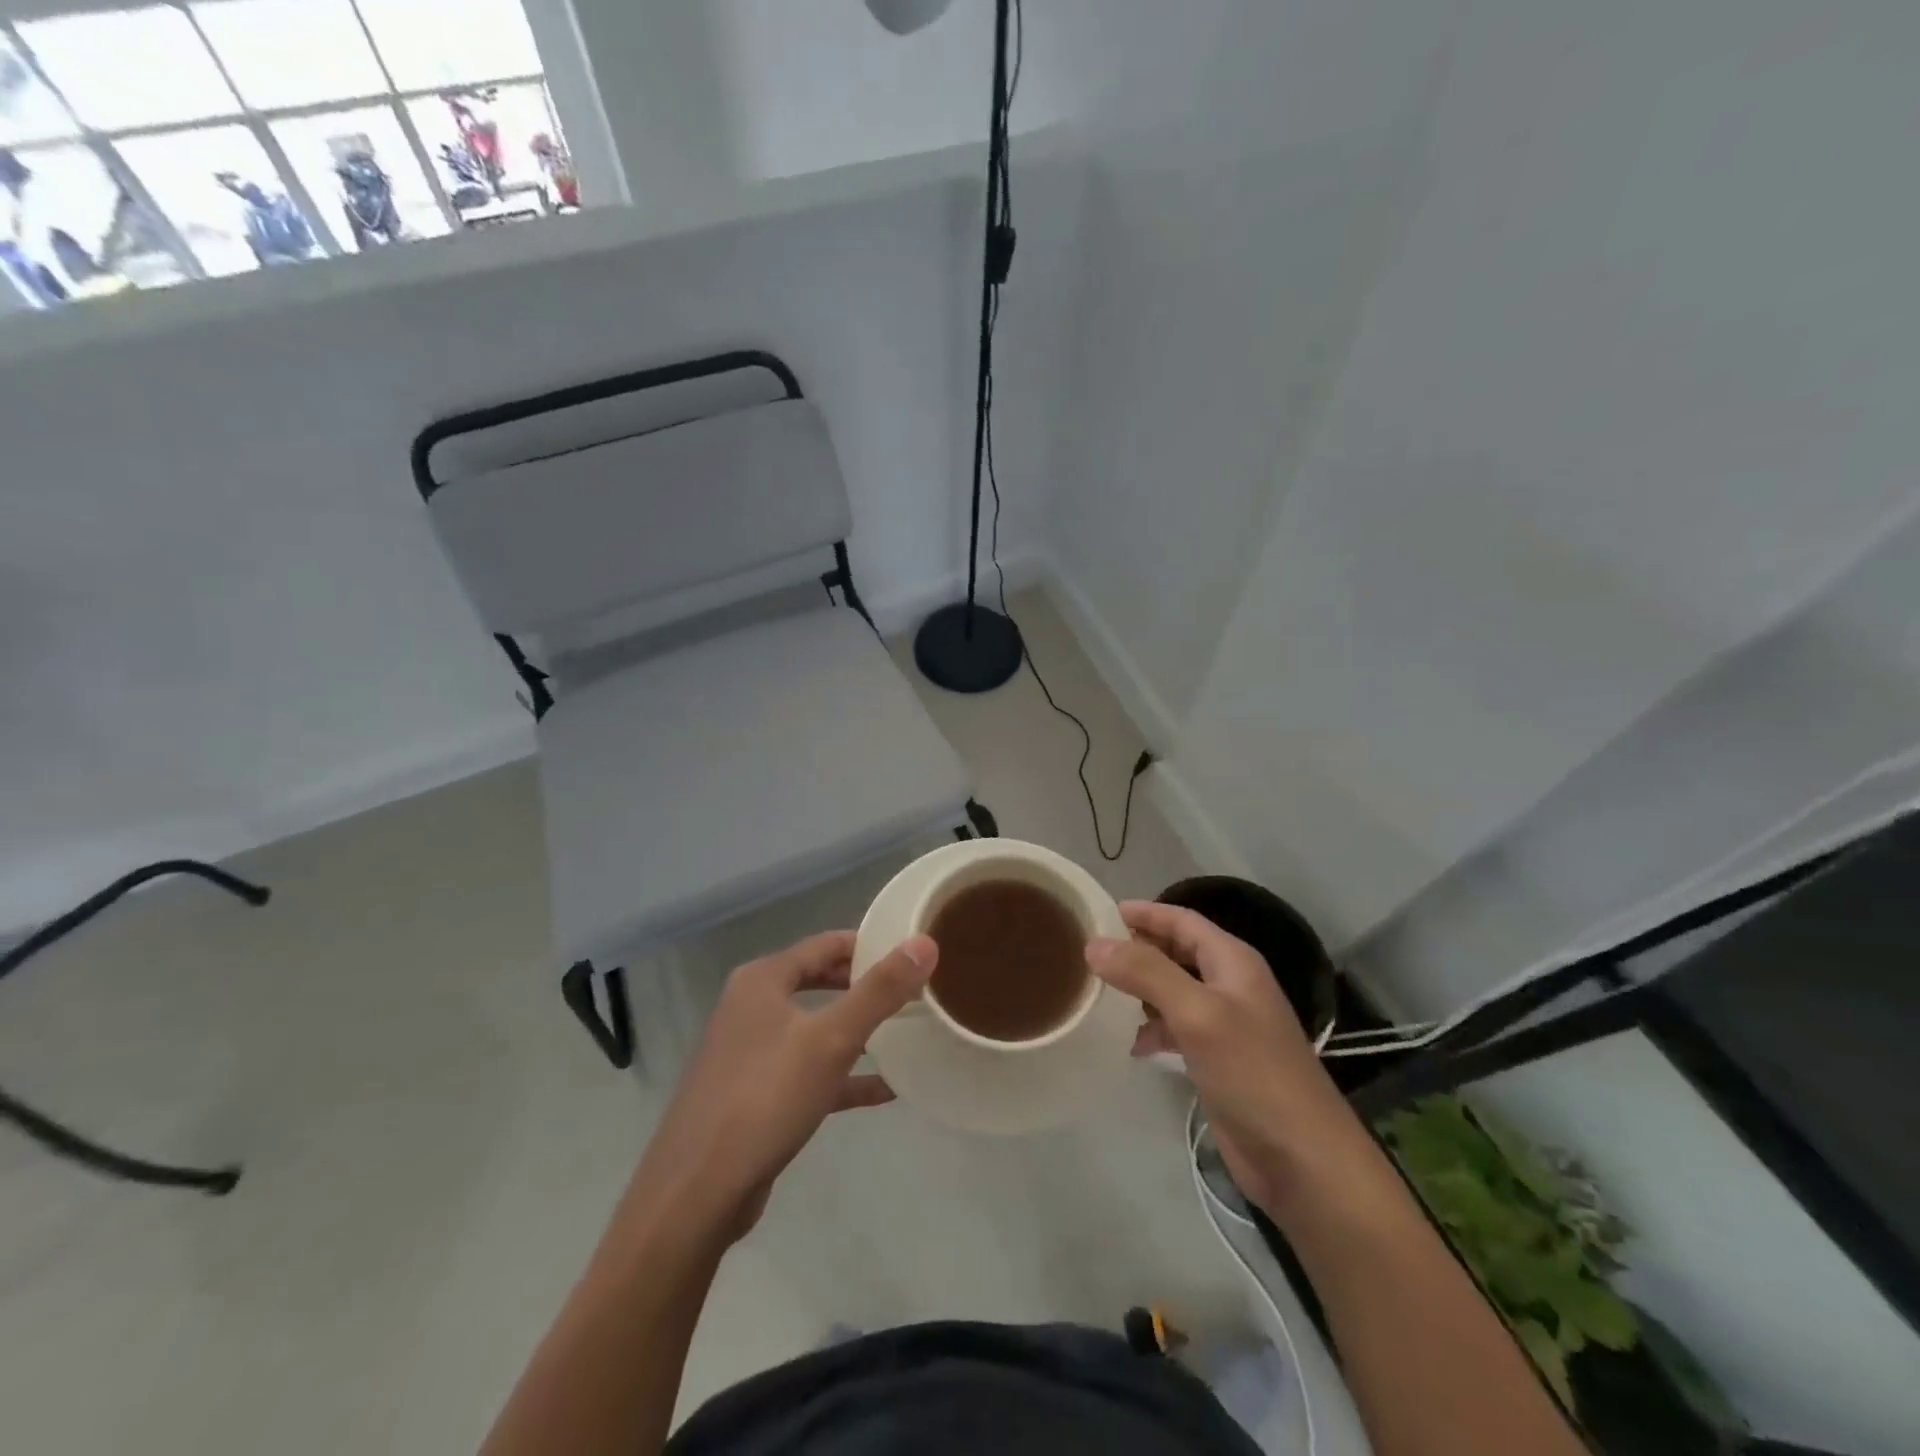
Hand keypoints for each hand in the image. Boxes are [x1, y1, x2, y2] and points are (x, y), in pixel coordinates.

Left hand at [631, 930, 935, 1241]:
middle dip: (864, 986)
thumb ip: (880, 990)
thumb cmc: (765, 1098)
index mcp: (762, 980)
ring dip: (856, 1031)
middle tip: (912, 990)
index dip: (868, 944)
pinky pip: (808, 1072)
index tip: (911, 952)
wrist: (697, 1193)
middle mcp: (752, 1007)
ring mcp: (750, 1052)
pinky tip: (885, 1090)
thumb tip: (925, 943)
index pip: (825, 944)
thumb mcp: (832, 1039)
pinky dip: (843, 1075)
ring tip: (905, 1033)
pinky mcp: (755, 1095)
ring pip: (815, 1028)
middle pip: (819, 982)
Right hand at [1088, 901, 1365, 1219]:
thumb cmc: (1253, 1072)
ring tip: (1100, 991)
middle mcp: (1231, 985)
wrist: (1302, 1159)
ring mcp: (1226, 1025)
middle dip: (1139, 947)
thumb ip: (1146, 973)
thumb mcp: (1197, 1013)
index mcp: (1233, 962)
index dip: (1147, 913)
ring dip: (1141, 988)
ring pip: (1174, 991)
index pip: (1184, 921)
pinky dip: (1152, 1029)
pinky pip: (1177, 1029)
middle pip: (1178, 952)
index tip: (1103, 912)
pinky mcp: (1218, 1061)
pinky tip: (1129, 1042)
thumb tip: (1094, 943)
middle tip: (1094, 950)